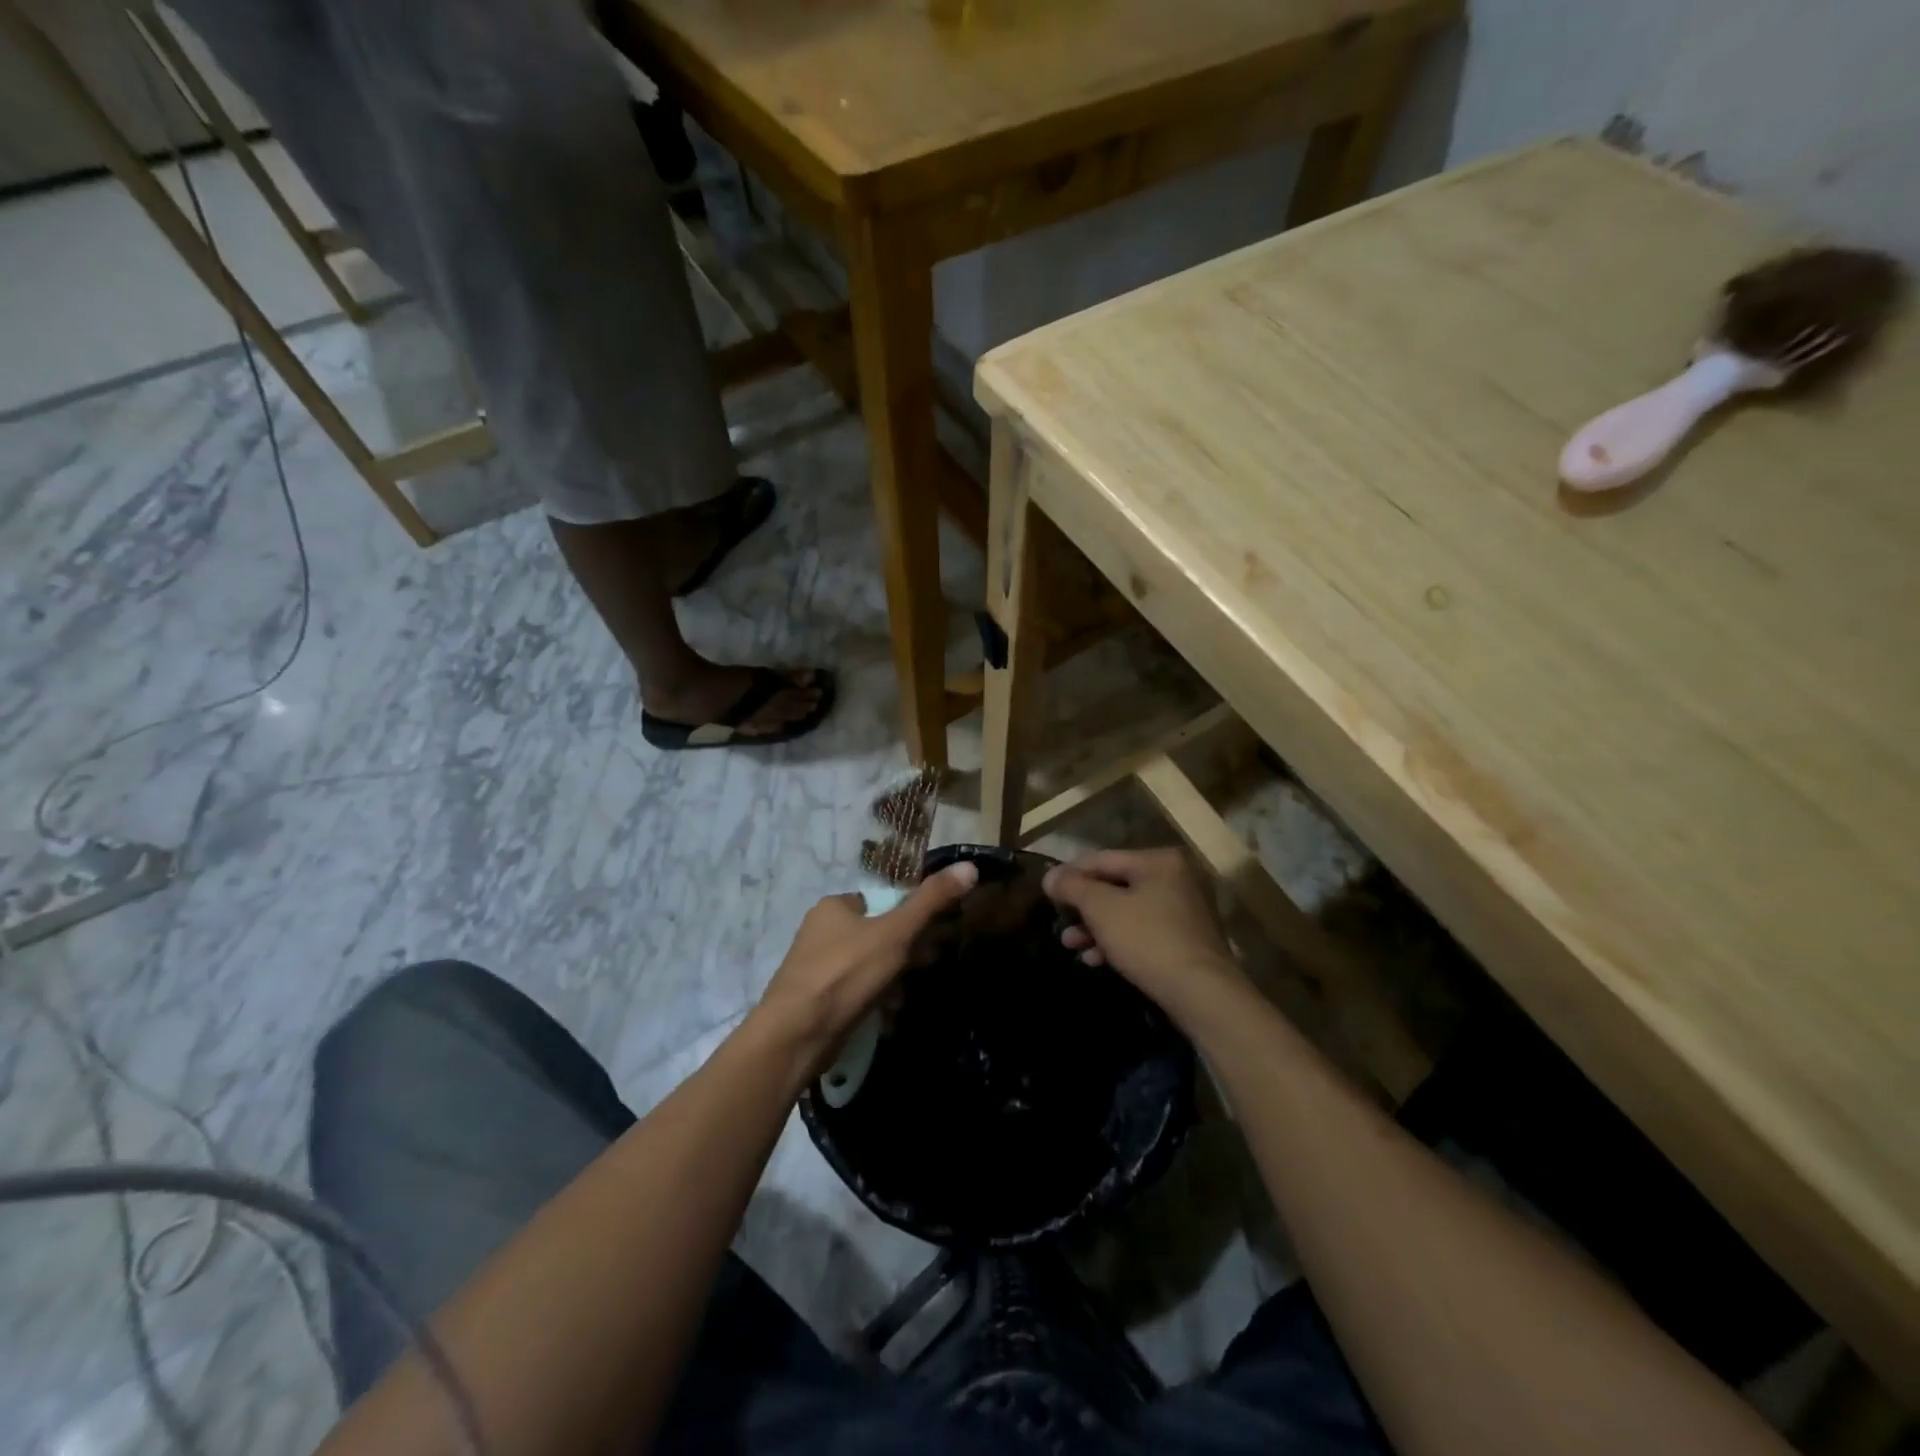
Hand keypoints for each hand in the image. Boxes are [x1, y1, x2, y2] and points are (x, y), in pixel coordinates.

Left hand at [754, 861, 978, 1070]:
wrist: (795, 1036)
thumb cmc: (845, 974)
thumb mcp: (895, 933)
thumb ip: (931, 901)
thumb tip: (969, 866)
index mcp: (833, 907)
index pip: (880, 902)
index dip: (909, 919)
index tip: (930, 939)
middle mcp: (820, 932)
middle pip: (875, 935)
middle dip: (903, 953)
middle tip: (923, 969)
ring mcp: (815, 968)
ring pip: (866, 966)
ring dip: (890, 980)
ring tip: (904, 997)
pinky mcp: (814, 1001)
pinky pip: (853, 992)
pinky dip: (872, 1001)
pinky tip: (886, 1016)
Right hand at [1043, 848, 1239, 1014]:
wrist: (1201, 993)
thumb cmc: (1148, 940)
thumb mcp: (1102, 909)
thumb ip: (1072, 887)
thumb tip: (1049, 876)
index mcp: (1158, 861)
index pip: (1102, 859)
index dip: (1070, 874)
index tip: (1046, 892)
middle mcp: (1174, 879)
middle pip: (1114, 886)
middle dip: (1083, 908)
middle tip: (1060, 923)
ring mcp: (1183, 911)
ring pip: (1127, 912)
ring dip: (1096, 928)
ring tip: (1071, 946)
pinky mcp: (1185, 941)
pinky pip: (1142, 932)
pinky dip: (1118, 942)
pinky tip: (1096, 960)